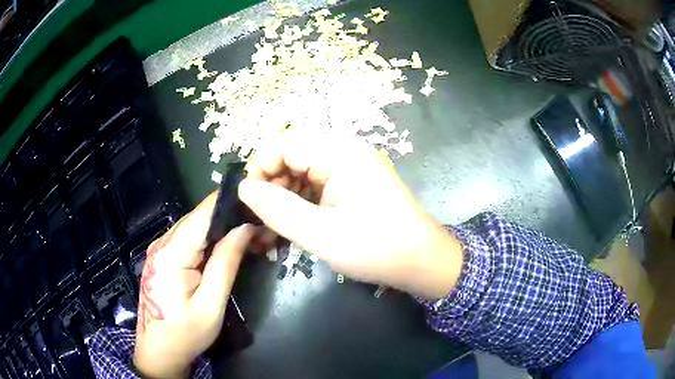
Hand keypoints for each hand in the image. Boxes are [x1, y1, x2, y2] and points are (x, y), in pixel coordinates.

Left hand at [134, 192, 255, 378]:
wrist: (158, 351)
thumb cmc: (185, 334)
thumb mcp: (211, 305)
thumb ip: (226, 264)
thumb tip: (245, 228)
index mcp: (171, 254)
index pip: (203, 213)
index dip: (230, 202)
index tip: (258, 201)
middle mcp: (161, 243)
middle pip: (199, 217)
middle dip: (230, 217)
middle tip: (260, 225)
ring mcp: (159, 248)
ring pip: (195, 225)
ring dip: (221, 228)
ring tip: (249, 235)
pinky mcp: (162, 256)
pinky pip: (188, 238)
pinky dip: (209, 238)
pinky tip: (226, 247)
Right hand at [238, 132, 462, 299]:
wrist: (422, 262)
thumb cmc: (376, 248)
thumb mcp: (320, 233)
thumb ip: (277, 209)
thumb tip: (244, 188)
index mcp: (341, 153)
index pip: (285, 144)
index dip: (261, 168)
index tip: (249, 201)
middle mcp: (347, 151)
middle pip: (294, 155)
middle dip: (272, 185)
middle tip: (261, 219)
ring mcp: (353, 167)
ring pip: (304, 171)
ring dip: (285, 196)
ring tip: (273, 228)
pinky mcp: (356, 183)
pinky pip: (319, 184)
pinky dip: (302, 202)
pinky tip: (294, 225)